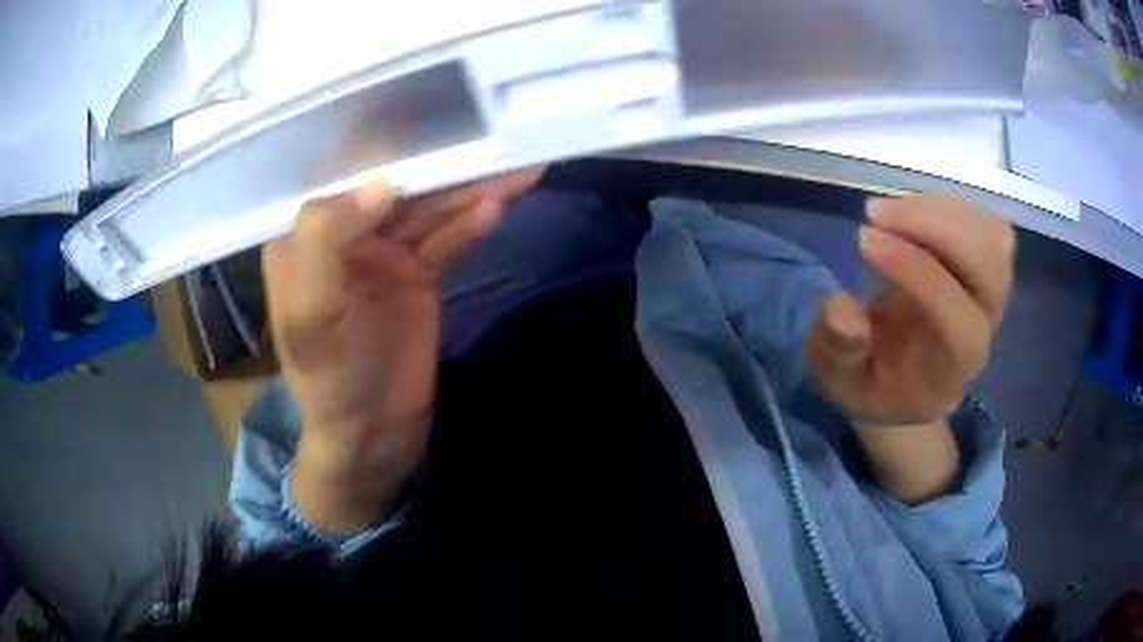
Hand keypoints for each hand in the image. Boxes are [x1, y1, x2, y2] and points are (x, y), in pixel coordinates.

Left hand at [263, 170, 540, 531]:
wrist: (373, 430)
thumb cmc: (330, 377)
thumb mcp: (312, 316)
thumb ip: (327, 242)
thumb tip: (379, 183)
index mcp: (305, 235)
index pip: (341, 175)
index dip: (381, 143)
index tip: (427, 112)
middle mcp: (344, 233)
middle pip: (396, 186)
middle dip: (443, 164)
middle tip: (491, 138)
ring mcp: (385, 251)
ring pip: (429, 209)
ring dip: (470, 188)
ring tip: (517, 165)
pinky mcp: (418, 272)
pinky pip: (447, 239)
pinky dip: (471, 222)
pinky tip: (499, 203)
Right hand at [807, 194, 1014, 429]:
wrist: (911, 382)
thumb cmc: (876, 384)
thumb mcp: (841, 383)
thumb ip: (839, 352)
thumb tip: (840, 306)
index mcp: (952, 366)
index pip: (956, 318)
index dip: (915, 272)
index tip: (862, 239)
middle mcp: (985, 328)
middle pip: (987, 267)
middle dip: (932, 226)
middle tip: (873, 214)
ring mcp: (994, 292)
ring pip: (991, 237)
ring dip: (936, 210)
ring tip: (886, 212)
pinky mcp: (992, 265)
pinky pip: (988, 224)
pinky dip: (948, 206)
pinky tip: (911, 212)